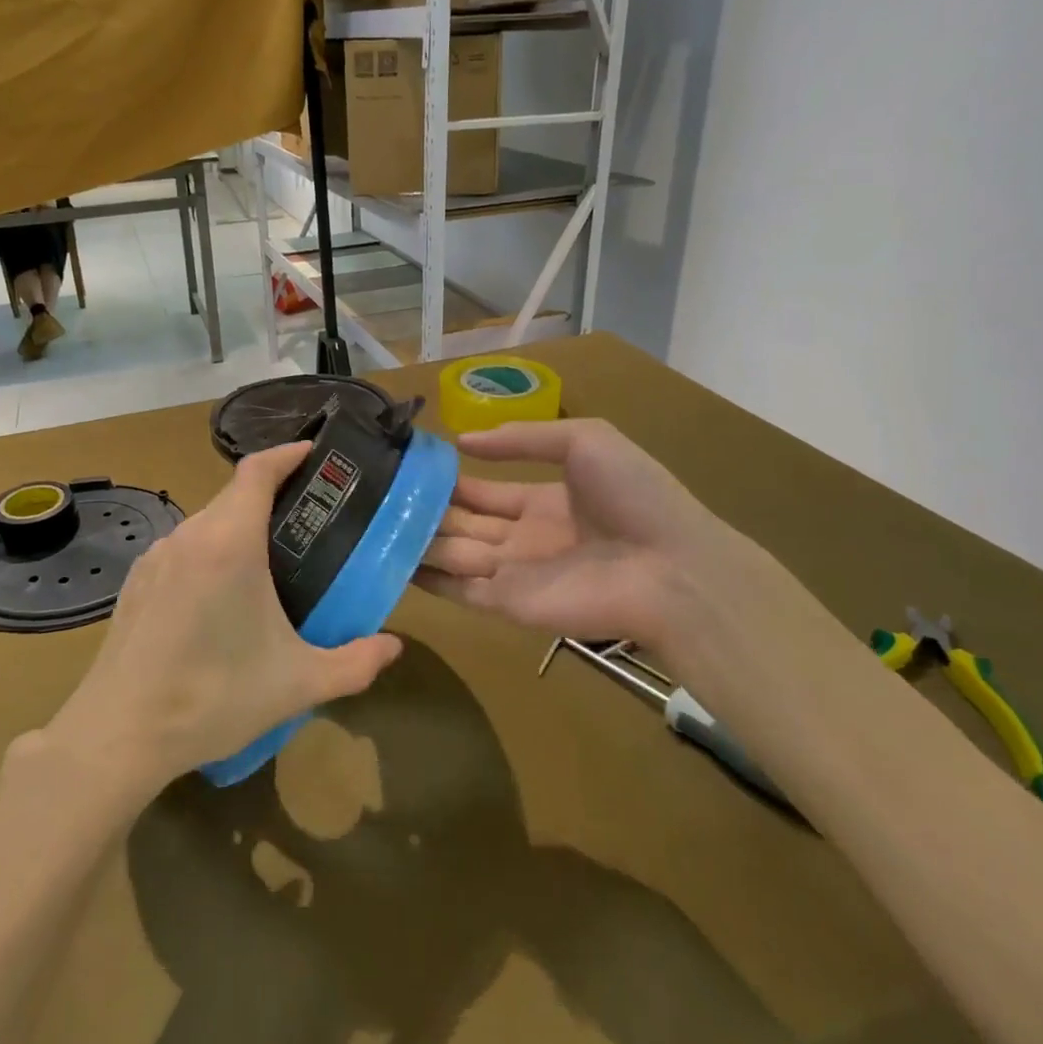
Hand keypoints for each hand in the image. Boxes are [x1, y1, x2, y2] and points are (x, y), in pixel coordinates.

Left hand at [45, 442, 401, 797]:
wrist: (118, 735)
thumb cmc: (213, 697)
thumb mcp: (297, 684)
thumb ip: (355, 663)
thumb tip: (394, 647)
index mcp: (229, 543)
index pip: (257, 471)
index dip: (287, 454)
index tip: (315, 454)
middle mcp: (189, 536)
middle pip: (233, 495)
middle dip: (271, 495)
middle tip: (309, 517)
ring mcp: (155, 558)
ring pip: (206, 523)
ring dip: (239, 526)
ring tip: (271, 559)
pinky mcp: (135, 583)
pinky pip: (183, 549)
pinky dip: (210, 552)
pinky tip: (221, 596)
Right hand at [418, 419, 838, 687]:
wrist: (671, 567)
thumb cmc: (633, 495)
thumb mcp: (584, 439)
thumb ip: (524, 437)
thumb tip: (463, 441)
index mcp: (543, 500)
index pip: (484, 490)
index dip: (449, 479)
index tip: (408, 467)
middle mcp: (523, 537)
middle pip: (463, 523)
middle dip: (426, 511)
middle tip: (378, 496)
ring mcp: (514, 573)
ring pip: (453, 555)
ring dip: (418, 542)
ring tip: (371, 525)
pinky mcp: (508, 605)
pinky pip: (458, 591)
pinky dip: (426, 580)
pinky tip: (390, 563)